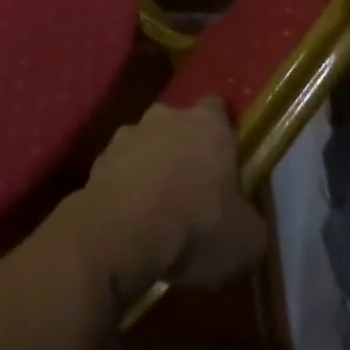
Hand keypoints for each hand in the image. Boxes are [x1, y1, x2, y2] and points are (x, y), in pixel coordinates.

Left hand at [65, 99, 266, 301]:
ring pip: (146, 144)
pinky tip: (131, 218)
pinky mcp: (98, 159)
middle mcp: (166, 117)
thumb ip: (250, 221)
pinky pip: (120, 168)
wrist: (121, 234)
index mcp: (208, 124)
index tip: (227, 160)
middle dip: (185, 148)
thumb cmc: (196, 226)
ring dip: (152, 165)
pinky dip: (126, 185)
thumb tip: (246, 223)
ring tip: (157, 207)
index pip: (219, 109)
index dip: (223, 132)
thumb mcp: (247, 240)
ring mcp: (127, 134)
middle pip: (179, 124)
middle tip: (193, 187)